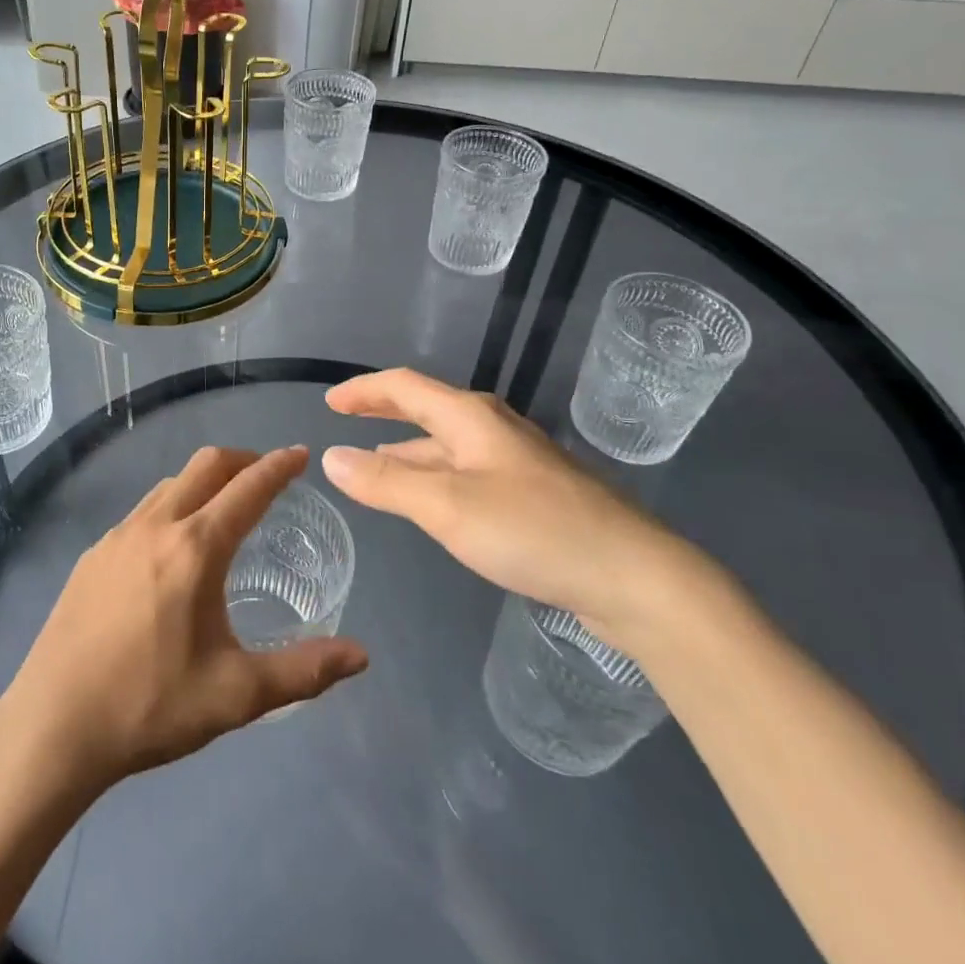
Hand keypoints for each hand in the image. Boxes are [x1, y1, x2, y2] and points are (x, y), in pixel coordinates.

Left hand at [0, 446, 368, 797]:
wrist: (52, 726)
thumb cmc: (150, 707)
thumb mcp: (236, 695)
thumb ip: (303, 670)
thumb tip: (360, 655)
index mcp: (195, 548)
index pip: (248, 488)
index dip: (279, 466)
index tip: (300, 453)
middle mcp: (156, 526)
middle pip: (206, 465)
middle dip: (243, 459)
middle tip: (267, 475)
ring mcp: (117, 536)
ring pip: (170, 484)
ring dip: (204, 482)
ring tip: (223, 508)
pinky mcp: (92, 555)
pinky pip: (142, 511)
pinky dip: (171, 507)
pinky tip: (171, 549)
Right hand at [322, 368, 702, 647]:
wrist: (634, 576)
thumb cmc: (532, 530)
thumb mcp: (445, 505)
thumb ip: (385, 482)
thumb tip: (331, 456)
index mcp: (470, 417)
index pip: (404, 387)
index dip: (364, 390)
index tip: (330, 402)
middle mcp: (493, 429)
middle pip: (427, 410)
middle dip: (384, 413)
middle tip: (347, 421)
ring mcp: (517, 462)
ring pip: (448, 446)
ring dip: (408, 450)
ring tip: (375, 464)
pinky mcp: (534, 495)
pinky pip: (467, 473)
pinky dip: (435, 477)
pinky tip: (432, 501)